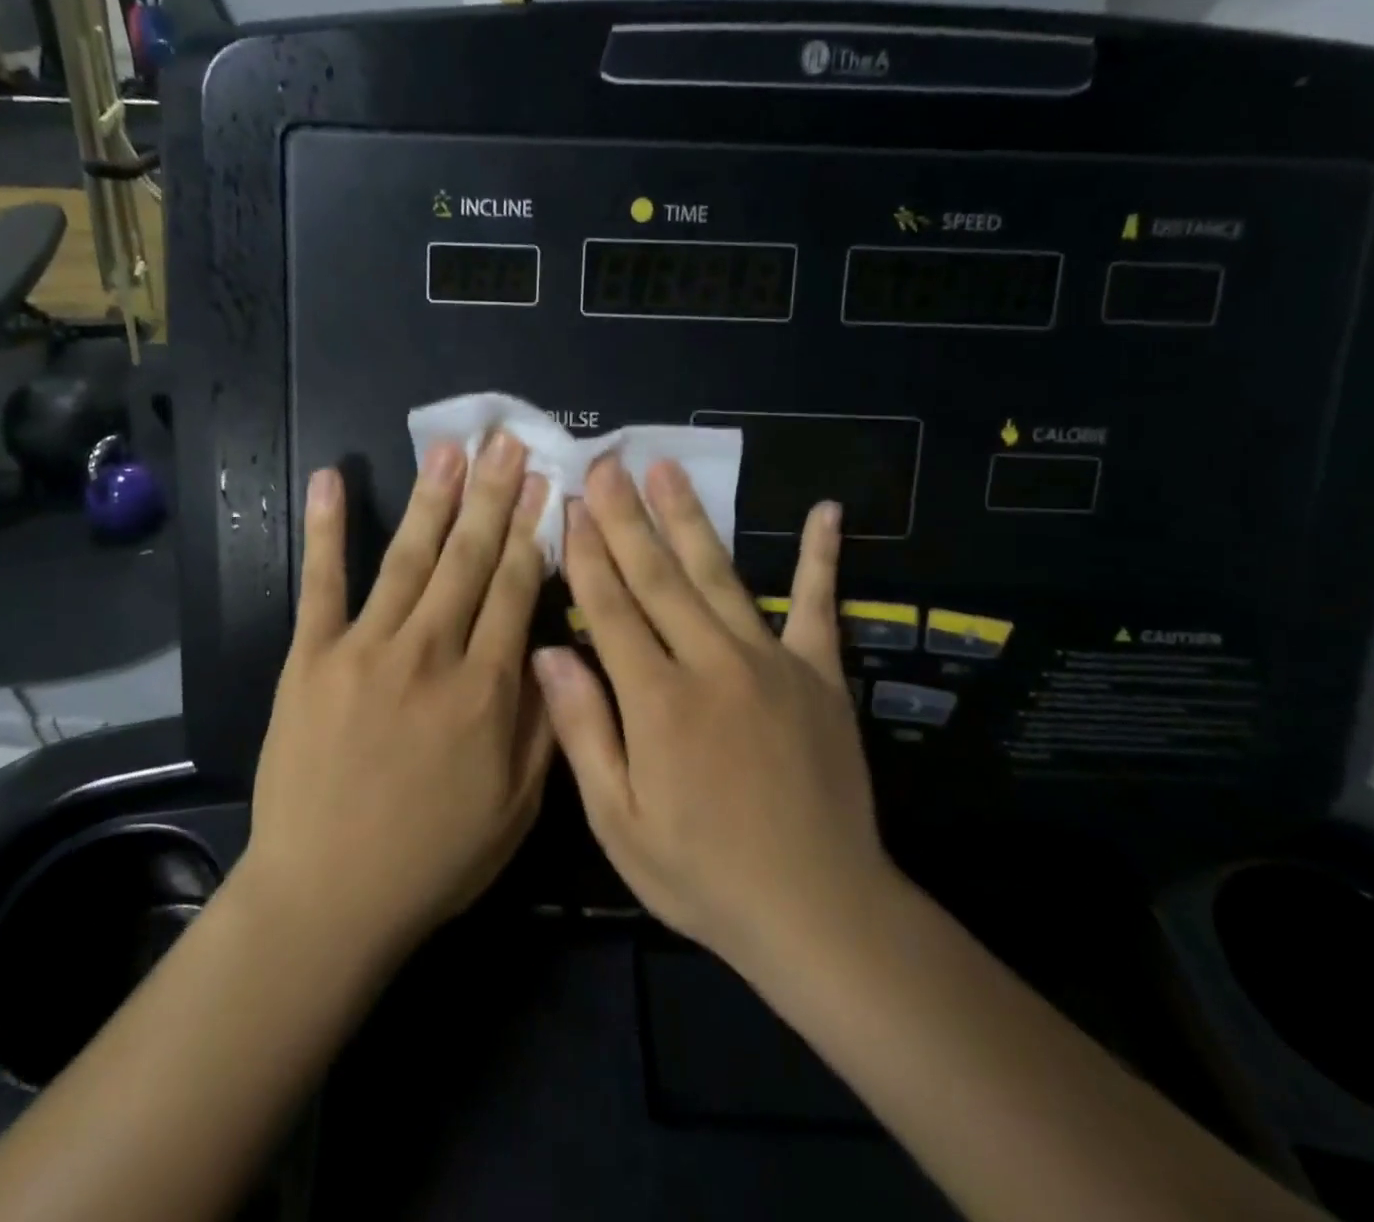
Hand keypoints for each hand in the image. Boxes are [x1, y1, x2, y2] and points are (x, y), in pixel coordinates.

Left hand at [244, 434, 555, 961]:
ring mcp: (366, 649)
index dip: (532, 531)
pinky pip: (321, 583)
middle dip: (492, 496)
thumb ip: (542, 723)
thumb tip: (552, 650)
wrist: (327, 895)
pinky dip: (327, 530)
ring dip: (432, 499)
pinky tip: (334, 481)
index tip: (545, 484)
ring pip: (409, 558)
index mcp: (485, 689)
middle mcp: (430, 653)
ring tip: (450, 450)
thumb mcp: (516, 806)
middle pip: (469, 559)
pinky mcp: (312, 657)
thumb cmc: (433, 858)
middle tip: (506, 443)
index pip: (515, 589)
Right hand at [533, 458, 898, 974]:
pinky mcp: (820, 676)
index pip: (610, 607)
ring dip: (690, 518)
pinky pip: (818, 606)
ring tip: (667, 470)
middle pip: (659, 576)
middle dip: (627, 516)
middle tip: (608, 462)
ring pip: (720, 575)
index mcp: (658, 700)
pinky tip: (827, 512)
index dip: (587, 552)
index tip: (571, 503)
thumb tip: (547, 652)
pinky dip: (821, 558)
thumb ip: (584, 730)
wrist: (818, 911)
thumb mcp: (619, 821)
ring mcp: (772, 663)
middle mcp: (712, 664)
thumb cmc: (702, 873)